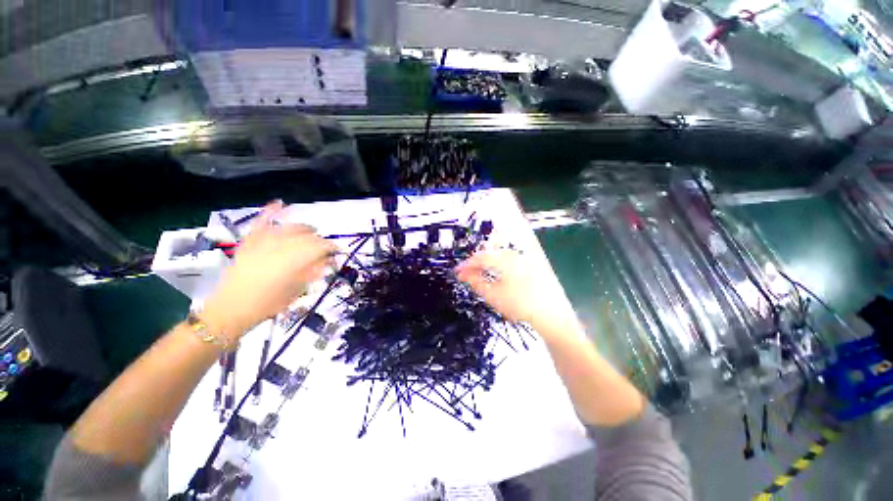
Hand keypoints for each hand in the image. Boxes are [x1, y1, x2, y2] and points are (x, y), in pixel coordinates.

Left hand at [201, 201, 337, 339]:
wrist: (231, 309)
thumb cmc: (268, 304)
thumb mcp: (297, 291)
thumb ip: (313, 273)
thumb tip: (328, 261)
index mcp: (293, 261)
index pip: (319, 247)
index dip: (331, 247)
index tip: (337, 251)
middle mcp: (279, 247)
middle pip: (306, 237)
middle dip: (319, 240)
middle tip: (325, 247)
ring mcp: (262, 242)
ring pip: (288, 228)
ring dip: (303, 228)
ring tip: (311, 231)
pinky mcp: (249, 241)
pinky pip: (260, 223)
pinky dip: (270, 212)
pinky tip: (280, 203)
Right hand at [455, 248, 576, 328]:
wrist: (551, 315)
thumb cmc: (520, 305)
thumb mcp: (493, 295)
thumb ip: (476, 282)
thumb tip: (463, 274)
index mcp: (504, 259)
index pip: (480, 257)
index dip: (466, 264)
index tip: (457, 272)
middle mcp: (514, 254)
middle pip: (490, 253)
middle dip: (476, 262)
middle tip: (467, 273)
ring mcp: (525, 258)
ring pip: (499, 255)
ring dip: (487, 263)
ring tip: (479, 274)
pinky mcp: (532, 265)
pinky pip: (509, 260)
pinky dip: (498, 265)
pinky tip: (497, 274)